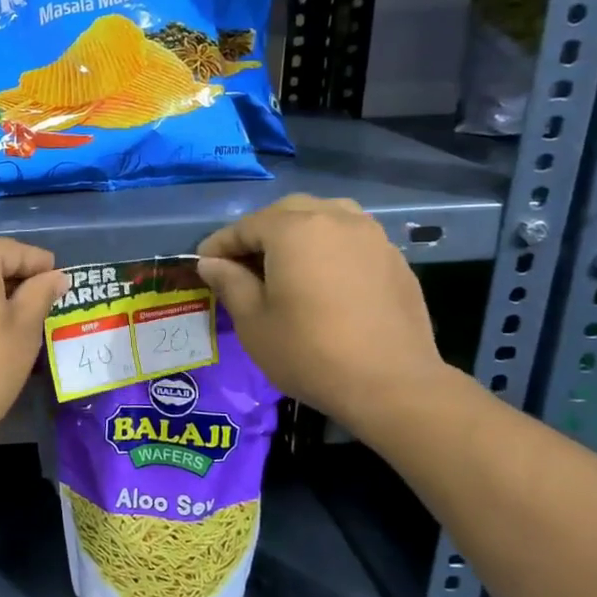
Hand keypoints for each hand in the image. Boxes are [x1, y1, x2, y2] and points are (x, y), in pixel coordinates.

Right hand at [195, 195, 447, 434]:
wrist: (390, 384)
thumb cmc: (308, 352)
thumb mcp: (253, 321)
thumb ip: (229, 283)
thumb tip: (211, 263)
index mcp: (294, 230)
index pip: (246, 226)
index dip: (220, 244)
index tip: (203, 263)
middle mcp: (335, 220)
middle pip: (288, 212)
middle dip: (260, 231)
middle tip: (241, 263)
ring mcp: (371, 237)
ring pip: (326, 217)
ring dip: (298, 232)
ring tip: (285, 263)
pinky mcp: (394, 260)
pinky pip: (352, 239)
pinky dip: (329, 248)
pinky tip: (322, 279)